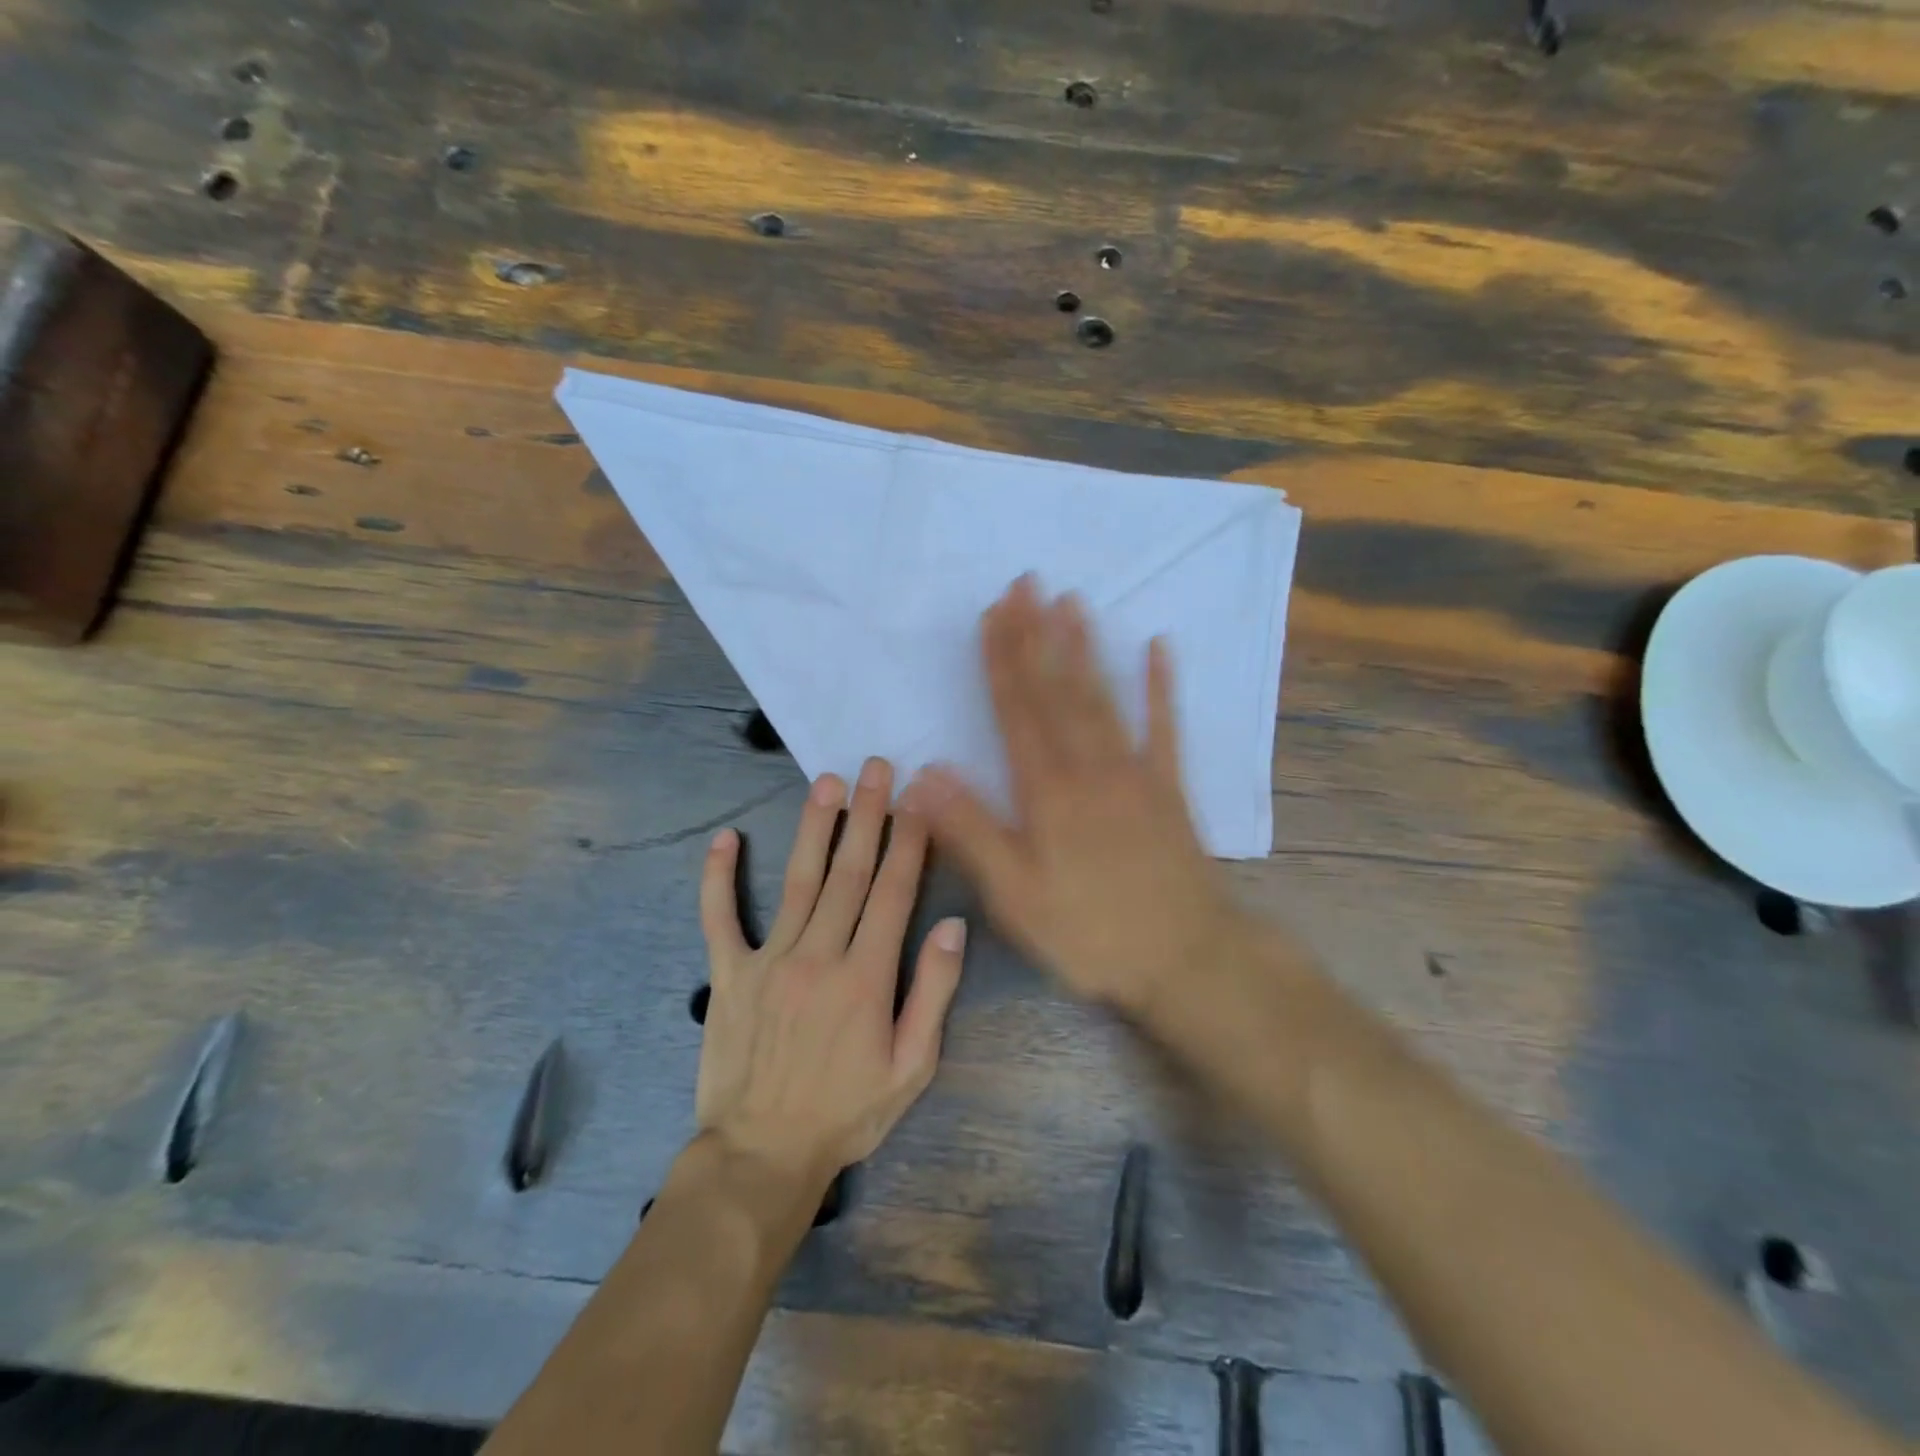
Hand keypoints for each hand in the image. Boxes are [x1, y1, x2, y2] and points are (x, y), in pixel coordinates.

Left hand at [696, 758, 966, 1194]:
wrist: (763, 1155)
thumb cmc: (847, 1112)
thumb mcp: (912, 1067)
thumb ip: (934, 993)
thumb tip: (953, 927)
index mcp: (867, 977)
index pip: (893, 892)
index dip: (908, 841)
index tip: (917, 800)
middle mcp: (819, 955)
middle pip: (849, 872)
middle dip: (868, 815)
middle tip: (877, 768)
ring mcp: (769, 960)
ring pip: (798, 880)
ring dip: (815, 827)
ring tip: (827, 783)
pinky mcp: (729, 974)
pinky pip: (720, 917)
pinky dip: (719, 877)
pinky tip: (725, 839)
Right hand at [914, 578, 1244, 1016]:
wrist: (1187, 958)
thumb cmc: (1091, 932)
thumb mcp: (1014, 897)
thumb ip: (970, 832)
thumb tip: (922, 775)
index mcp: (1047, 792)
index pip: (1016, 712)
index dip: (1001, 661)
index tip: (991, 614)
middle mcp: (1089, 767)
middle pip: (1056, 691)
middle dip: (1036, 636)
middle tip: (1025, 583)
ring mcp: (1135, 772)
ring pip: (1102, 698)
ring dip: (1084, 648)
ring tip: (1070, 601)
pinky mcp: (1169, 788)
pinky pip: (1165, 727)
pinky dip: (1161, 686)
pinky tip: (1158, 647)